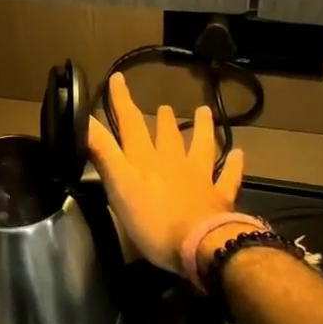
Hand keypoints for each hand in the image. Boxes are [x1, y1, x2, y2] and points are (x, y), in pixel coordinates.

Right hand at [86, 72, 245, 274]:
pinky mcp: (219, 198)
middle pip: (167, 135)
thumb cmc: (153, 219)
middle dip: (163, 120)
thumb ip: (102, 152)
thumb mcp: (118, 185)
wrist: (202, 246)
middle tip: (164, 106)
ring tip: (204, 112)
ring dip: (202, 129)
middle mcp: (173, 162)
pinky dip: (233, 165)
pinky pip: (228, 177)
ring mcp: (199, 178)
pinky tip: (239, 154)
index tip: (118, 78)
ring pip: (201, 147)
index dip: (122, 101)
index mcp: (145, 159)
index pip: (131, 123)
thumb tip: (83, 118)